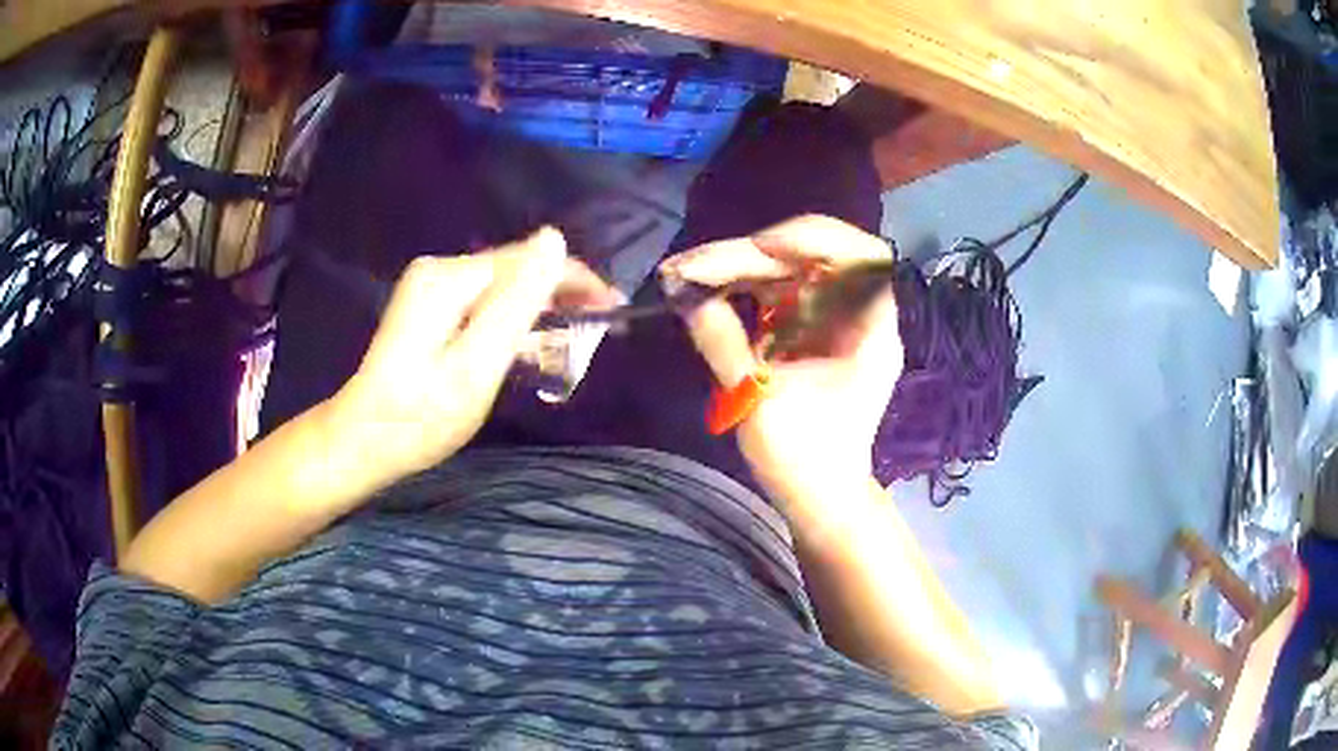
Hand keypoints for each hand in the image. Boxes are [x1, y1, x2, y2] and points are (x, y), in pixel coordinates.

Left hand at [331, 227, 618, 487]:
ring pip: (504, 288)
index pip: (529, 260)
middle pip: (516, 271)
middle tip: (600, 331)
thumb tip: (555, 240)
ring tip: (575, 340)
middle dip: (560, 296)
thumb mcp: (478, 364)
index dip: (576, 280)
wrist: (364, 440)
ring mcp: (432, 287)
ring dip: (540, 310)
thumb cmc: (422, 415)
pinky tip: (530, 343)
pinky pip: (486, 303)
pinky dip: (513, 321)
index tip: (614, 309)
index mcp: (450, 277)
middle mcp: (441, 269)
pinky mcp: (430, 307)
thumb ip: (517, 301)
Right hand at [662, 215, 901, 506]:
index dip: (813, 240)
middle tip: (693, 266)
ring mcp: (832, 318)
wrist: (819, 496)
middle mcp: (857, 314)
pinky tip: (706, 288)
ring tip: (686, 272)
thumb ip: (727, 347)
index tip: (761, 249)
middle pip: (814, 255)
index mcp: (870, 332)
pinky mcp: (808, 328)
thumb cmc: (806, 460)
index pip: (862, 257)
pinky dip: (742, 285)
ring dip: (739, 265)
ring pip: (790, 268)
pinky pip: (777, 290)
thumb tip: (687, 299)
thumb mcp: (763, 406)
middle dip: (752, 255)